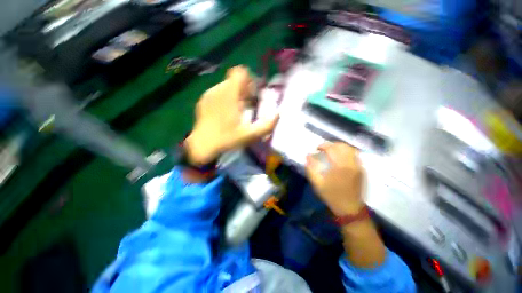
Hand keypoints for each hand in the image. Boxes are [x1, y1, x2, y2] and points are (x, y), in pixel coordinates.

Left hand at [185, 66, 278, 164]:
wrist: (202, 146)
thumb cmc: (227, 139)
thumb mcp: (250, 135)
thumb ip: (266, 126)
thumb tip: (277, 114)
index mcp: (229, 95)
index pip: (240, 72)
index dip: (249, 80)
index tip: (252, 93)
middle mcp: (218, 90)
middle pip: (234, 80)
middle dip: (244, 89)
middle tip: (247, 105)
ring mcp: (209, 94)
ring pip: (226, 86)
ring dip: (235, 94)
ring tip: (237, 110)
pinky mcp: (203, 100)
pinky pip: (218, 92)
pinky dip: (225, 98)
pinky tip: (225, 113)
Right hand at [305, 142, 363, 215]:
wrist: (350, 209)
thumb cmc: (331, 195)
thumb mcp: (317, 183)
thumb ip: (311, 168)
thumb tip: (308, 156)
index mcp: (339, 166)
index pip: (332, 148)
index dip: (323, 145)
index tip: (317, 148)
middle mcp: (351, 163)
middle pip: (342, 146)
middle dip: (331, 144)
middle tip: (324, 149)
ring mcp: (358, 166)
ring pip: (350, 149)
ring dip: (339, 147)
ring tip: (332, 151)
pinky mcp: (361, 169)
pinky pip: (355, 155)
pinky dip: (346, 151)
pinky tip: (341, 157)